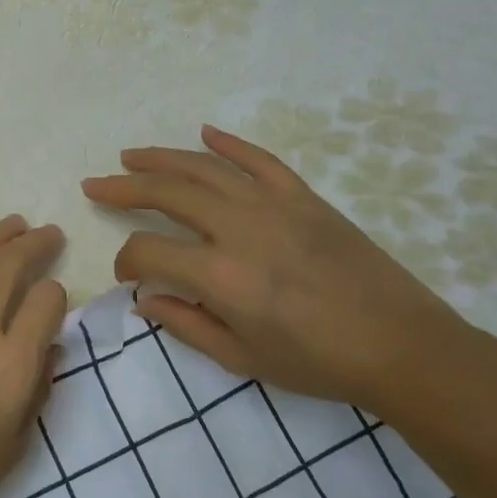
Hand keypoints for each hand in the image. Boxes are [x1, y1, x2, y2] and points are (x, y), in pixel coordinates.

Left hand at [0, 212, 67, 497]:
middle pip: (10, 269)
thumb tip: (47, 351)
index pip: (46, 304)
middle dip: (35, 245)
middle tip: (47, 234)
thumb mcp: (11, 450)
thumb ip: (35, 394)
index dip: (56, 296)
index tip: (52, 299)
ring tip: (12, 223)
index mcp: (11, 363)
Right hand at [81, 125, 471, 417]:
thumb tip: (143, 298)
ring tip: (130, 155)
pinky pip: (259, 160)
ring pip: (205, 168)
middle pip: (167, 194)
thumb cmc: (317, 362)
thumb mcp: (241, 358)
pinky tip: (205, 134)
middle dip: (124, 188)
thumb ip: (185, 324)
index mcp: (220, 276)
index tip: (127, 275)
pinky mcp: (304, 197)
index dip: (126, 261)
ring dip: (162, 158)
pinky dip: (229, 144)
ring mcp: (274, 206)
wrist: (400, 345)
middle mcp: (239, 229)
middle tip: (96, 184)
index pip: (148, 250)